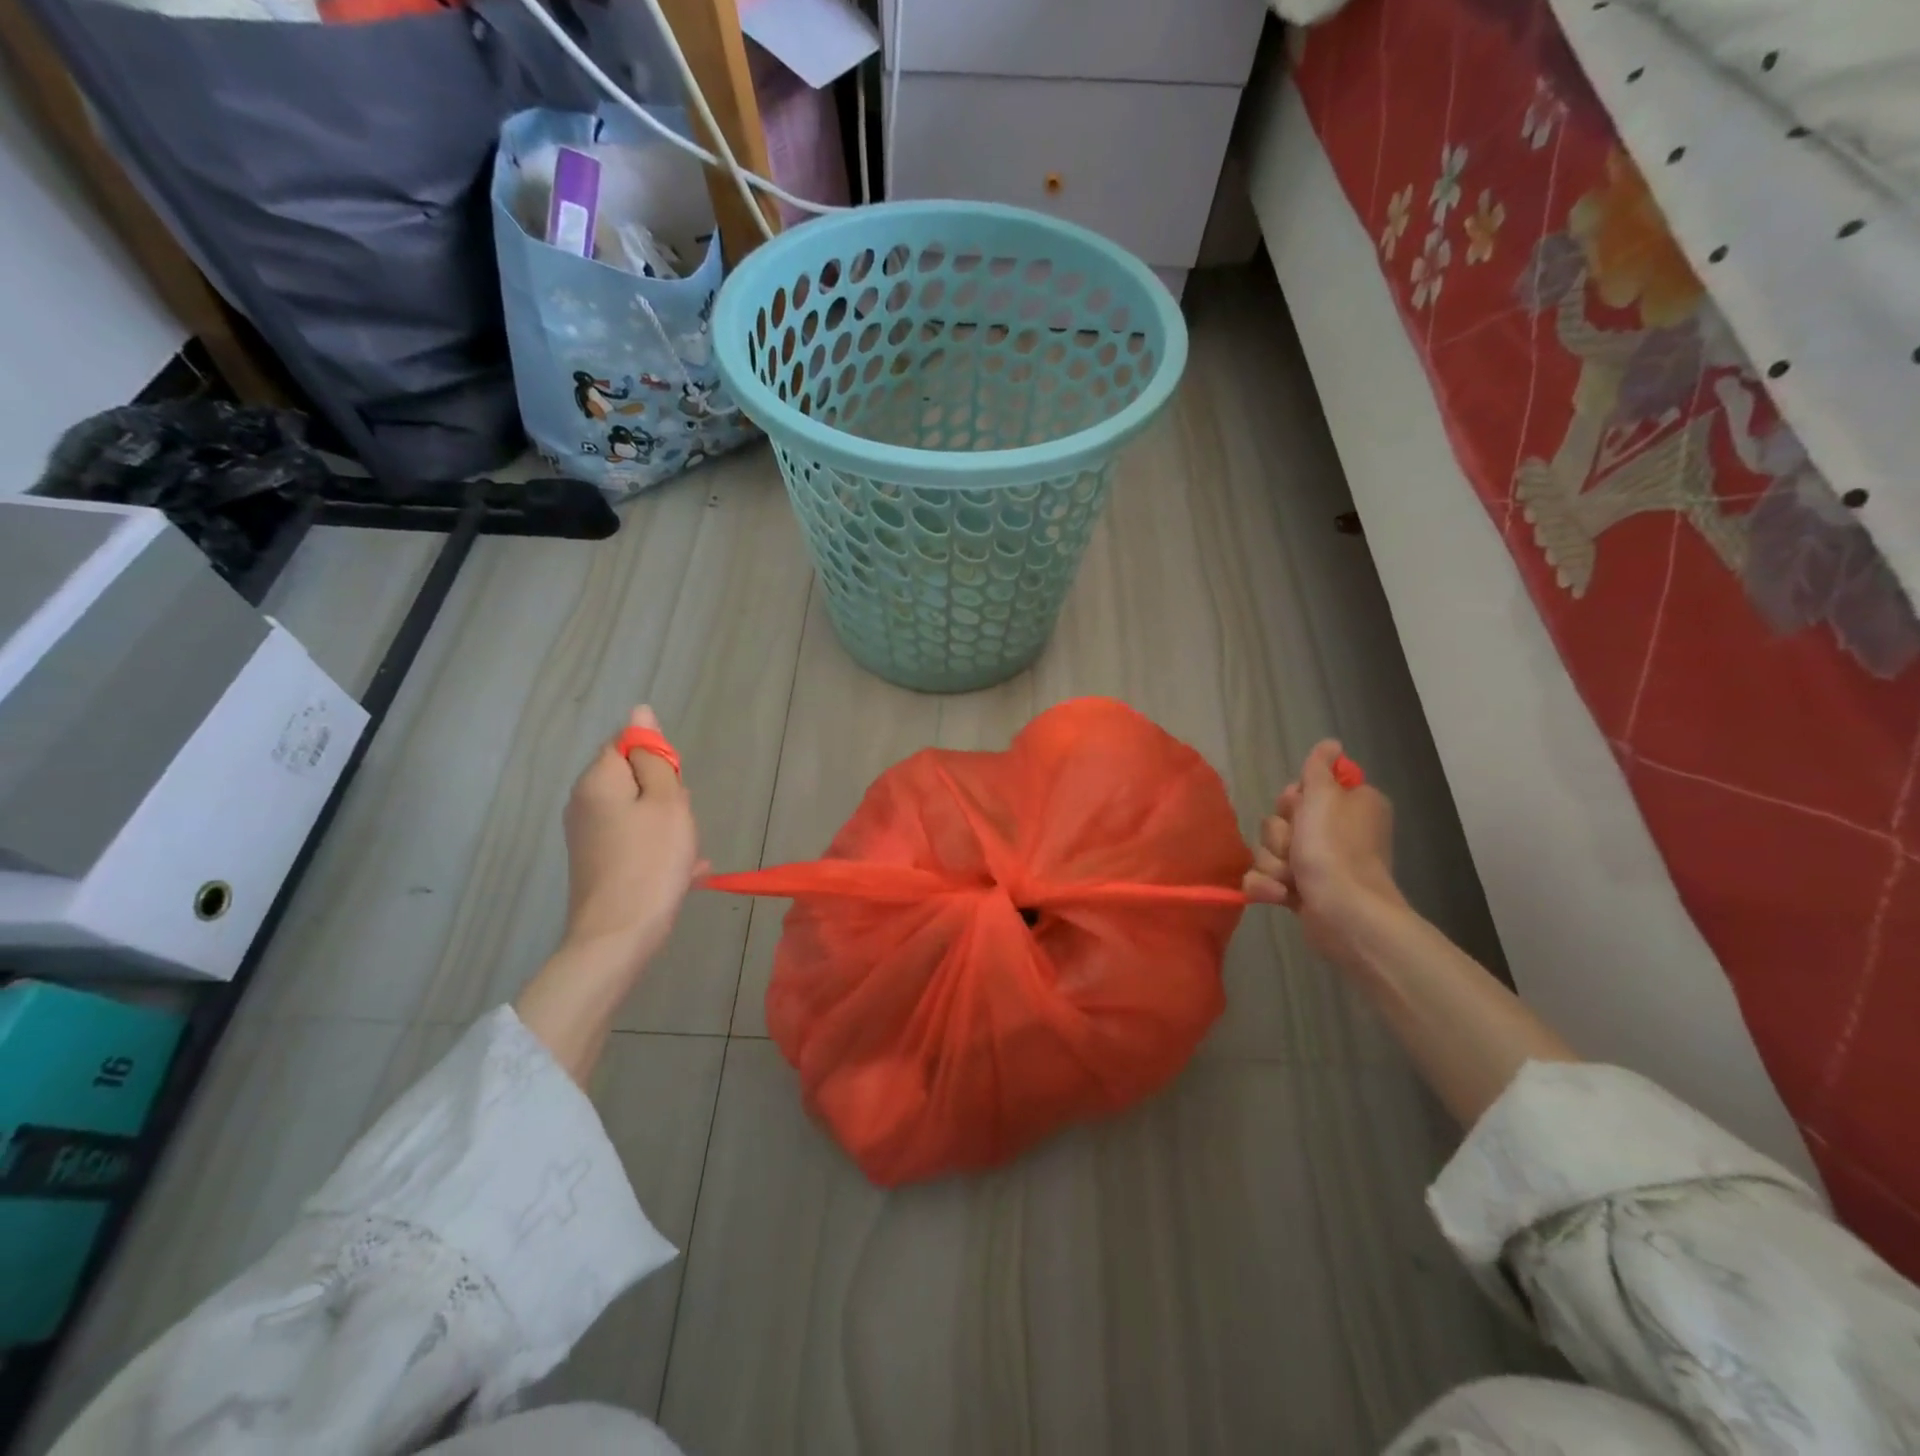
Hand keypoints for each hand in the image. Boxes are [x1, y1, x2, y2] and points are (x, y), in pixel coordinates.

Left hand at [560, 705, 703, 974]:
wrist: (619, 936)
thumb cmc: (651, 862)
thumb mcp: (667, 802)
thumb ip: (655, 757)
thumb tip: (640, 713)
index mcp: (597, 782)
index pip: (628, 743)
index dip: (659, 759)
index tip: (676, 788)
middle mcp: (584, 803)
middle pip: (634, 778)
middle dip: (666, 794)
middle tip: (682, 821)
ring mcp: (588, 836)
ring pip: (639, 812)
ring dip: (668, 824)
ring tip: (686, 852)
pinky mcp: (597, 863)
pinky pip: (635, 841)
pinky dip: (659, 849)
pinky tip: (685, 871)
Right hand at [1243, 739, 1404, 962]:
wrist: (1344, 914)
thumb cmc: (1335, 850)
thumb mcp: (1323, 797)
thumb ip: (1318, 768)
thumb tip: (1330, 743)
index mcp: (1349, 806)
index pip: (1303, 790)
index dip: (1294, 801)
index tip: (1300, 809)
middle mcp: (1335, 832)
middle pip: (1280, 821)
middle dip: (1279, 837)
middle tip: (1298, 847)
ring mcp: (1317, 864)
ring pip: (1269, 850)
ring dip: (1273, 864)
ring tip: (1291, 879)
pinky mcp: (1302, 891)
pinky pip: (1266, 878)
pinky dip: (1269, 887)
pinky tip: (1281, 896)